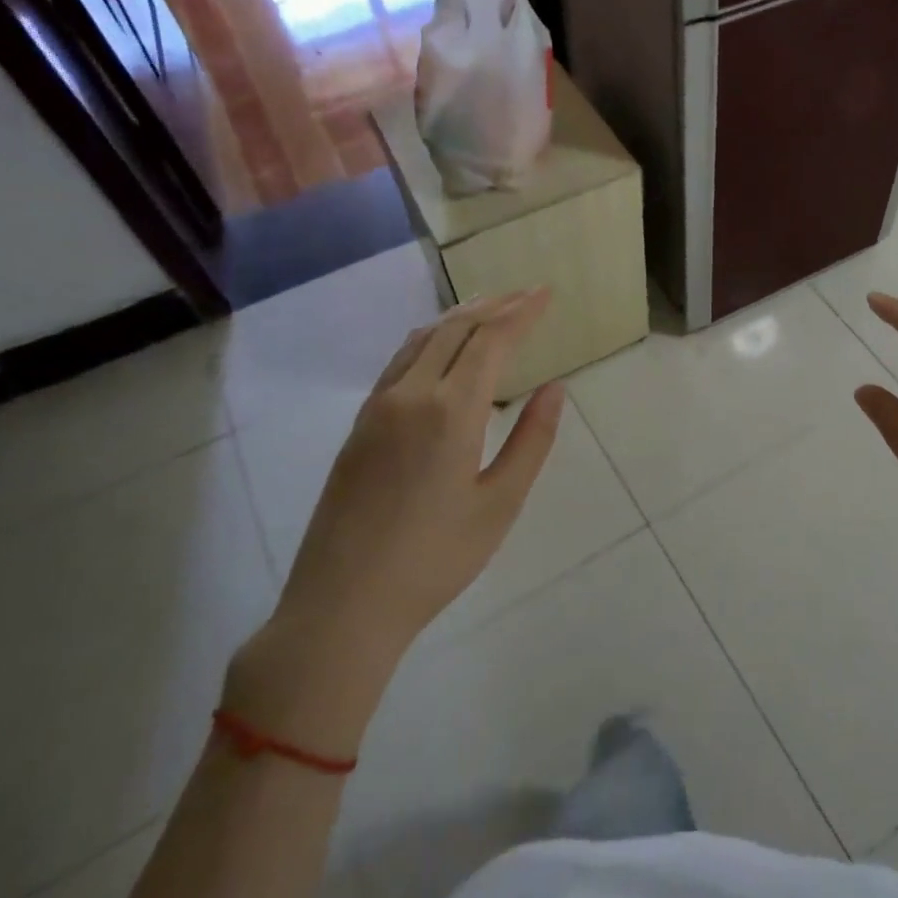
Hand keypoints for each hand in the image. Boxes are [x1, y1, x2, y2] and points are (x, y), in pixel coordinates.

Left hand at [230, 289, 563, 752]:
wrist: (342, 604)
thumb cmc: (435, 559)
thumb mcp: (500, 503)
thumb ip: (532, 440)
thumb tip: (555, 389)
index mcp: (450, 411)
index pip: (492, 340)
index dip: (522, 312)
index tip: (546, 293)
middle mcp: (410, 394)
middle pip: (455, 329)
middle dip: (495, 305)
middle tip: (527, 294)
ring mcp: (378, 407)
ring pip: (422, 339)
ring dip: (460, 317)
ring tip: (490, 308)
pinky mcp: (359, 425)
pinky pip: (400, 361)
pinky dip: (430, 339)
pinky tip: (441, 348)